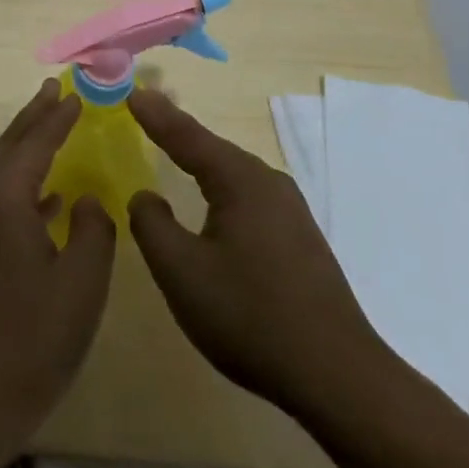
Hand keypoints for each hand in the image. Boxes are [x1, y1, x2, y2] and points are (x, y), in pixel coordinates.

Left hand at [0, 79, 115, 467]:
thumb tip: (85, 199)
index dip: (58, 116)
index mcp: (1, 199)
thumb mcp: (81, 284)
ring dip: (23, 148)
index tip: (76, 92)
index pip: (35, 142)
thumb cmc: (29, 343)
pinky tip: (43, 199)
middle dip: (33, 117)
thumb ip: (94, 229)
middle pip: (8, 146)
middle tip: (54, 90)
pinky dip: (16, 185)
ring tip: (49, 128)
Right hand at [127, 89, 391, 419]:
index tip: (131, 93)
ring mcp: (291, 211)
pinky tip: (215, 205)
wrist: (337, 375)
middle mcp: (269, 183)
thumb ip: (152, 225)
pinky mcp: (301, 239)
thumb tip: (145, 195)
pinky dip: (222, 190)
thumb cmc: (250, 316)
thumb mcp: (182, 272)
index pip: (188, 137)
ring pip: (234, 175)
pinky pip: (249, 198)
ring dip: (202, 162)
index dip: (157, 116)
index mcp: (240, 181)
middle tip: (148, 115)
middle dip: (179, 133)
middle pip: (214, 150)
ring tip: (175, 150)